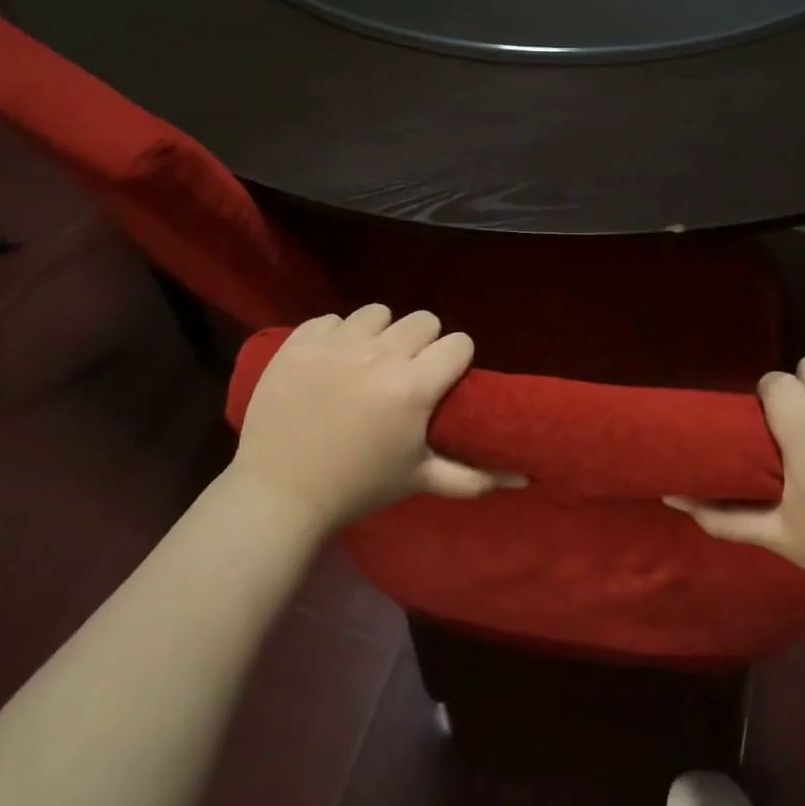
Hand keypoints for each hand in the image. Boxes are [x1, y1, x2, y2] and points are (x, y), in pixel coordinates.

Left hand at [233, 306, 520, 530]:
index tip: (443, 377)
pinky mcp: (299, 342)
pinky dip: (336, 335)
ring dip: (379, 333)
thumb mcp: (420, 480)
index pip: (457, 343)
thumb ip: (474, 476)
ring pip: (376, 312)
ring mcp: (335, 344)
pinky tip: (331, 362)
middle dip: (422, 343)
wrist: (280, 493)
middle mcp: (378, 355)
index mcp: (413, 387)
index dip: (455, 359)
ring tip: (367, 361)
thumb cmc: (358, 487)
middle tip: (406, 371)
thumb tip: (524, 477)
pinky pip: (331, 319)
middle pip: (422, 320)